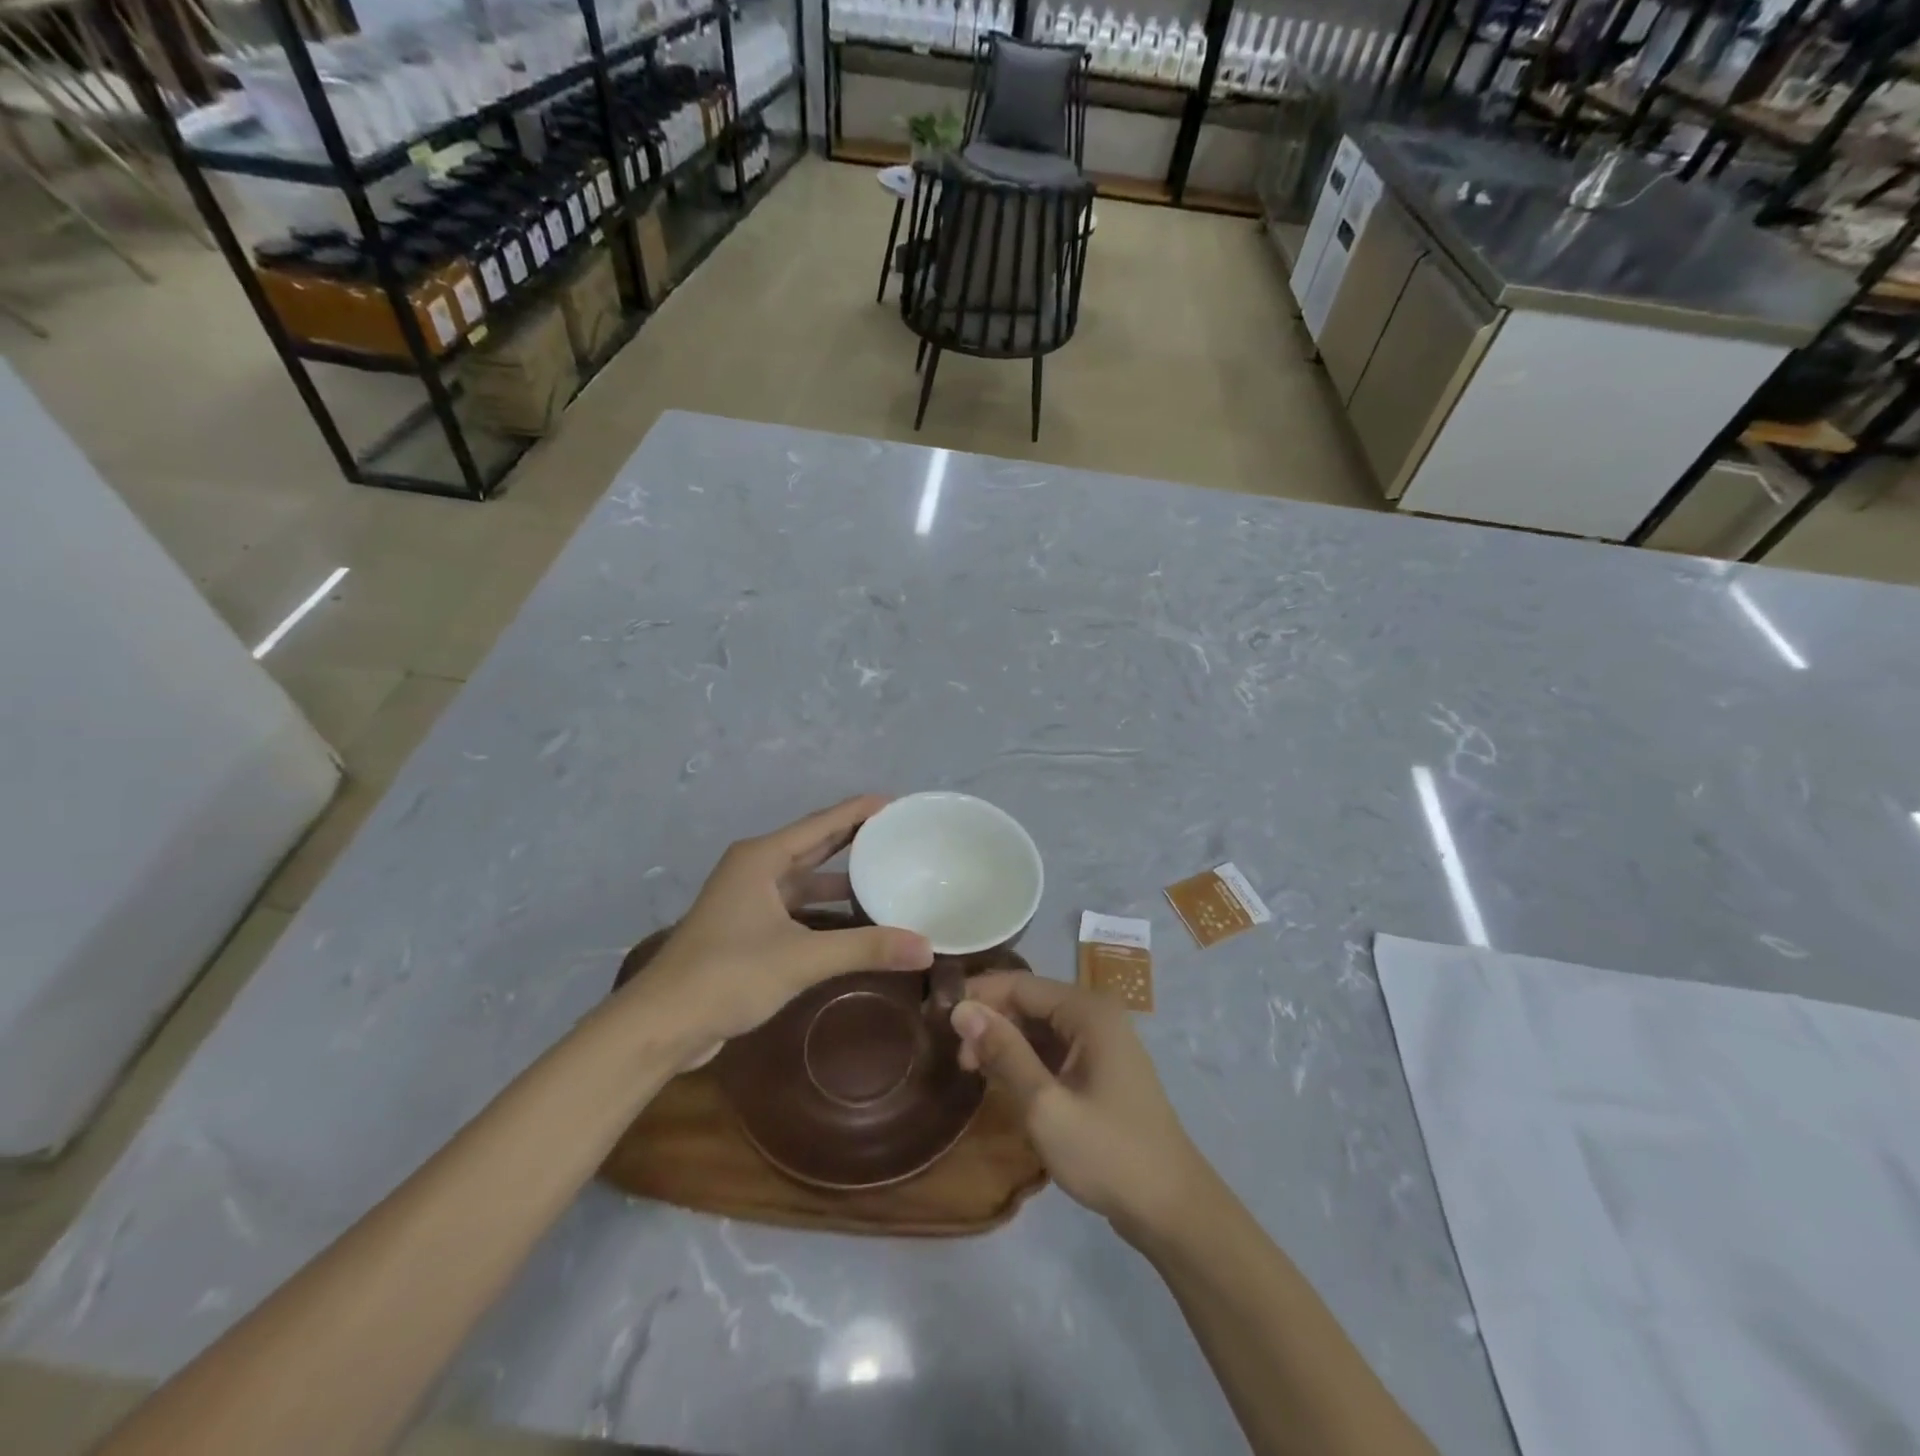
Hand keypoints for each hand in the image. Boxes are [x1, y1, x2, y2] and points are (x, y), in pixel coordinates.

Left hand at [626, 796, 933, 1062]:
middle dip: (854, 837)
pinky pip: (796, 905)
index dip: (859, 810)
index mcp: (762, 858)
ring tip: (885, 872)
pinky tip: (853, 917)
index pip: (822, 823)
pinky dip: (824, 907)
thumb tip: (926, 947)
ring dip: (840, 876)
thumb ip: (865, 948)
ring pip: (804, 877)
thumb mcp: (802, 958)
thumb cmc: (728, 975)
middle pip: (813, 844)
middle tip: (898, 833)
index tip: (897, 802)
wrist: (662, 1024)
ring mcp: (748, 899)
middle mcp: (754, 869)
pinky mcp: (747, 929)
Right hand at [952, 974, 1208, 1241]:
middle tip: (958, 1059)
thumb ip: (1003, 1052)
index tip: (939, 1020)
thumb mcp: (1045, 1105)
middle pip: (1030, 1001)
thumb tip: (961, 1009)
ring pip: (1039, 1026)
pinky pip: (1053, 1048)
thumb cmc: (1108, 1154)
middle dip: (991, 1022)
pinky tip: (1004, 1082)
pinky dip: (1026, 1059)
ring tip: (974, 1073)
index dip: (978, 997)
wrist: (1172, 1209)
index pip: (1019, 984)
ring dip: (1006, 1042)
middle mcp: (1096, 1014)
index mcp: (1088, 1010)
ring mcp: (1101, 1042)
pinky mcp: (1100, 1068)